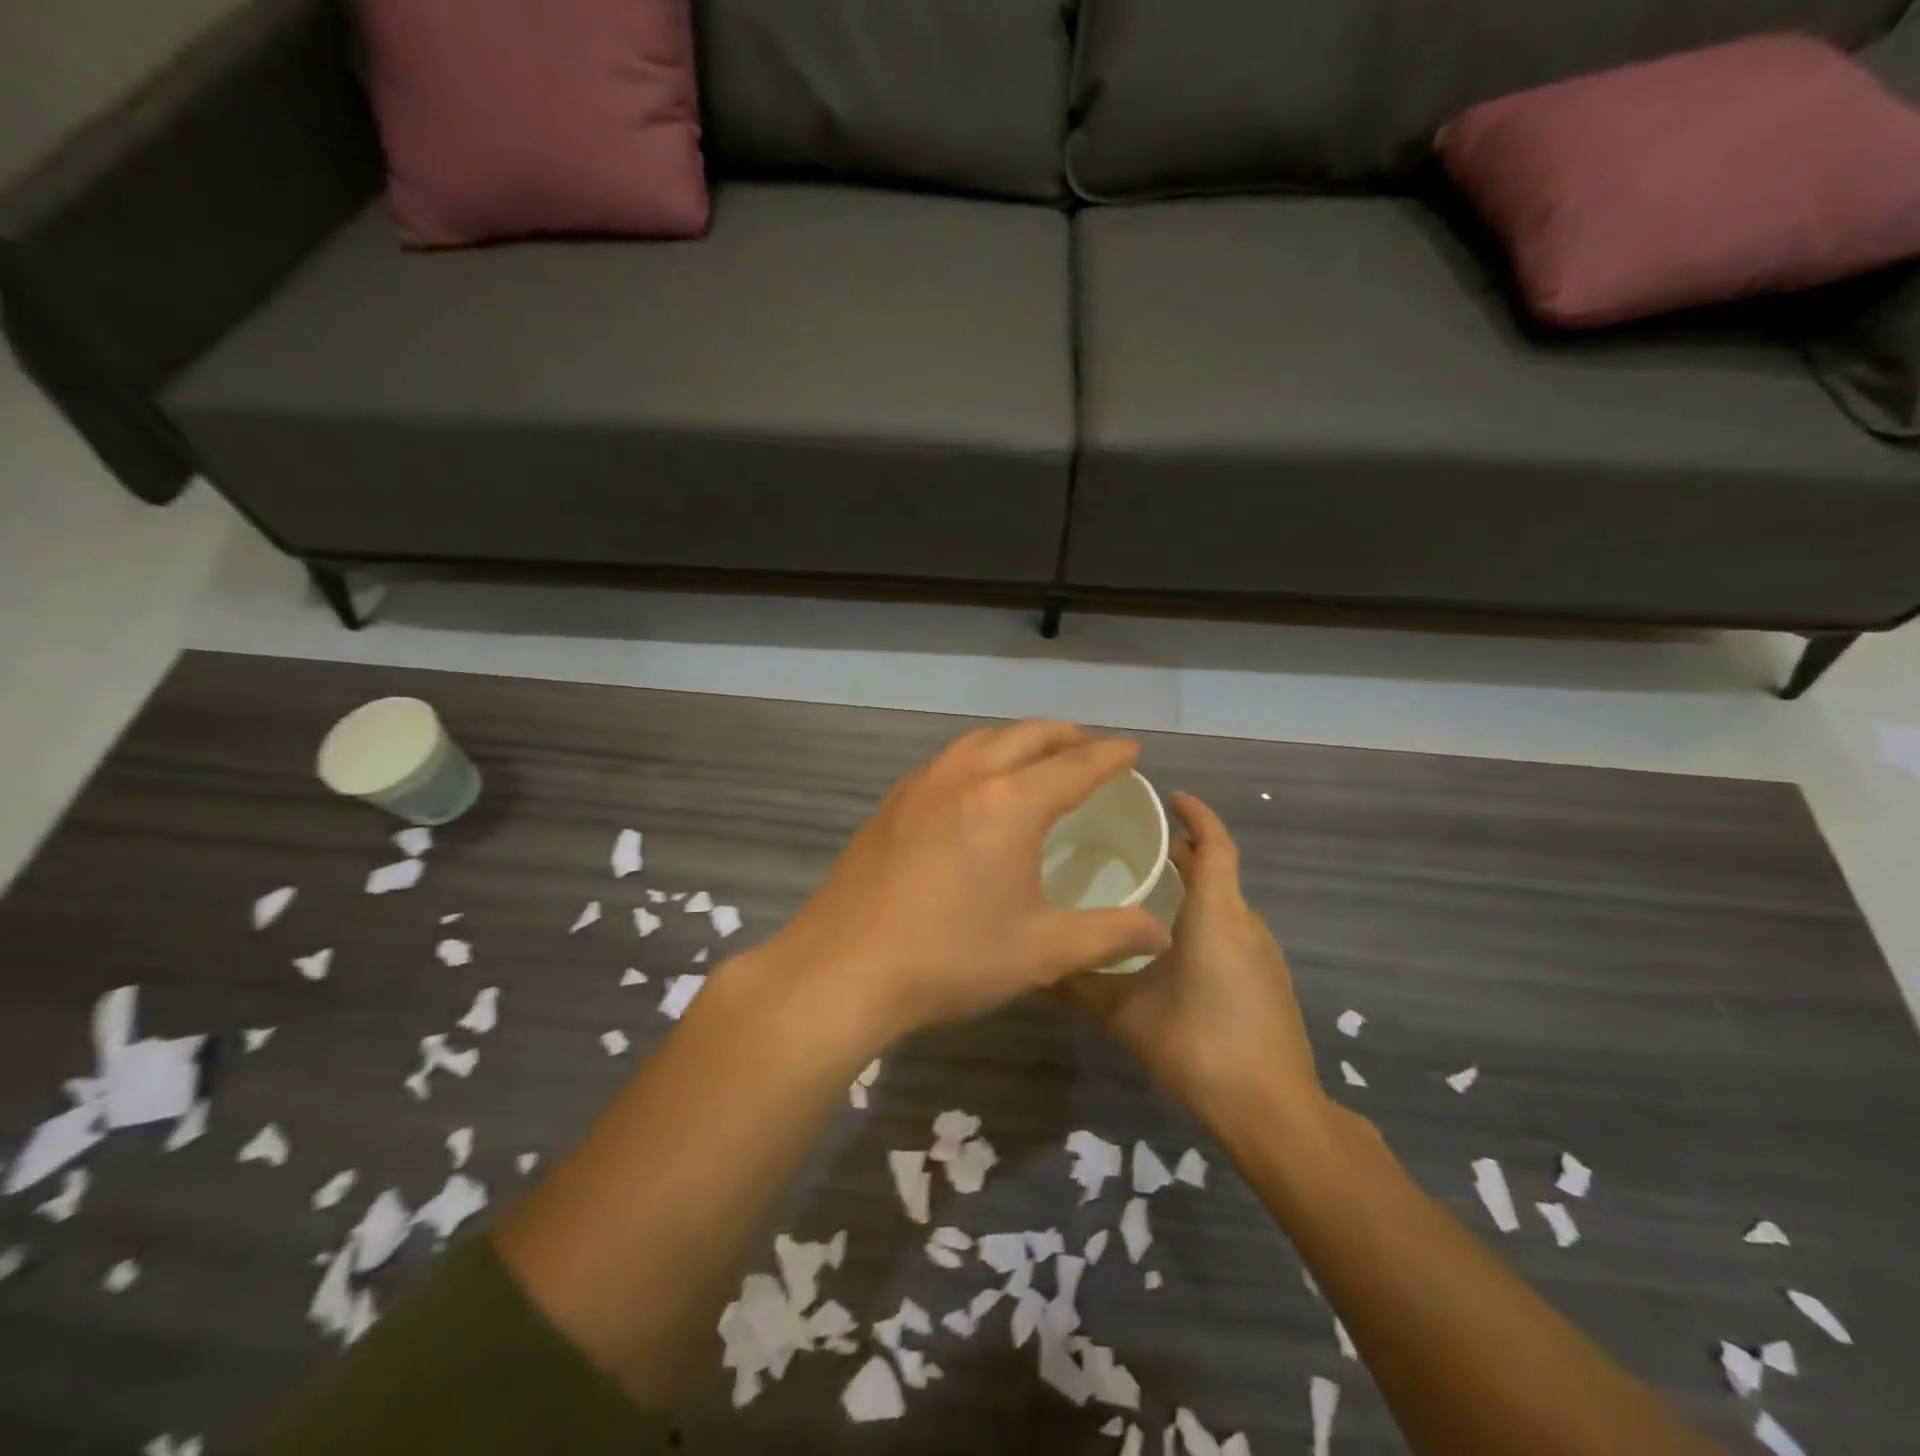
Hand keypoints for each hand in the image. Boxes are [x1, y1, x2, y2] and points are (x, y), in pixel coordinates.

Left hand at [762, 722, 1170, 1050]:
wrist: (843, 968)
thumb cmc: (950, 958)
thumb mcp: (1041, 953)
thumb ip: (1107, 935)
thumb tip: (1160, 930)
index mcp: (1010, 804)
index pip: (1075, 765)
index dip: (1110, 756)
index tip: (1133, 749)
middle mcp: (967, 777)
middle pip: (1027, 736)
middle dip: (1066, 736)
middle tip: (1090, 748)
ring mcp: (922, 784)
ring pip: (982, 740)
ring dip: (1018, 740)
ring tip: (1037, 758)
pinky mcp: (893, 802)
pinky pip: (948, 760)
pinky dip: (979, 757)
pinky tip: (977, 787)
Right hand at [1058, 793, 1328, 1135]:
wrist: (1275, 1114)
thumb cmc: (1200, 1046)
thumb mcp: (1128, 1015)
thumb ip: (1081, 987)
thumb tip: (1034, 970)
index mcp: (1216, 914)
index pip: (1215, 845)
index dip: (1197, 814)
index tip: (1170, 796)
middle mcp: (1245, 924)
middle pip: (1217, 871)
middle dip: (1183, 851)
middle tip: (1136, 845)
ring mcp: (1263, 955)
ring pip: (1225, 903)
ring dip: (1192, 888)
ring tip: (1146, 892)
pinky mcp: (1268, 983)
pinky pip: (1232, 931)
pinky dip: (1204, 919)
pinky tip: (1172, 947)